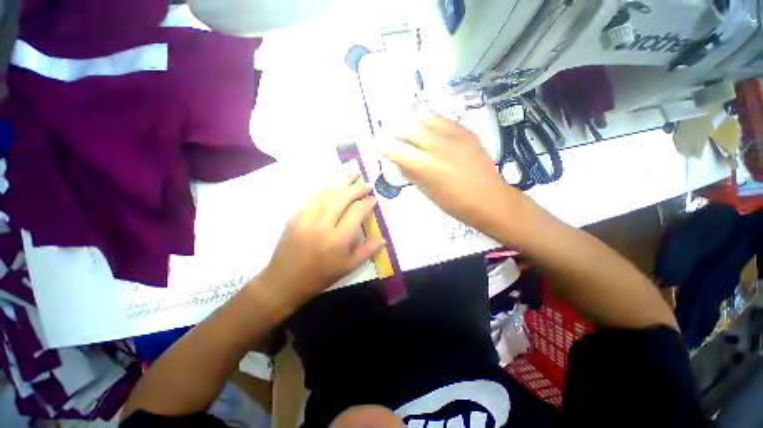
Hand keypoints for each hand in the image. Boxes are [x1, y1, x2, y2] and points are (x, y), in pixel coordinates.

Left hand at [260, 170, 385, 307]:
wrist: (284, 280)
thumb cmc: (320, 276)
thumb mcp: (348, 267)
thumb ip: (367, 251)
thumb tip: (383, 238)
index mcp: (338, 239)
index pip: (356, 212)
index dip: (367, 203)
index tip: (372, 199)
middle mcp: (323, 225)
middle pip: (342, 197)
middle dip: (357, 187)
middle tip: (366, 182)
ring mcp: (306, 218)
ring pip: (327, 192)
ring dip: (341, 181)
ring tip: (353, 173)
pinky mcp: (295, 215)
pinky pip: (312, 196)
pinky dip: (325, 187)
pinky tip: (333, 183)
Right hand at [383, 116, 522, 236]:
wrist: (490, 199)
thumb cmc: (455, 204)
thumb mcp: (427, 192)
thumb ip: (411, 173)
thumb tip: (399, 160)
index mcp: (426, 166)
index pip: (395, 149)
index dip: (382, 145)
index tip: (377, 144)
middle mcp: (437, 146)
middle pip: (408, 128)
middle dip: (396, 131)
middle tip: (393, 137)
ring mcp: (454, 136)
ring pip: (425, 119)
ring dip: (413, 125)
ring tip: (411, 132)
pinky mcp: (467, 132)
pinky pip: (443, 120)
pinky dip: (431, 123)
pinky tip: (430, 130)